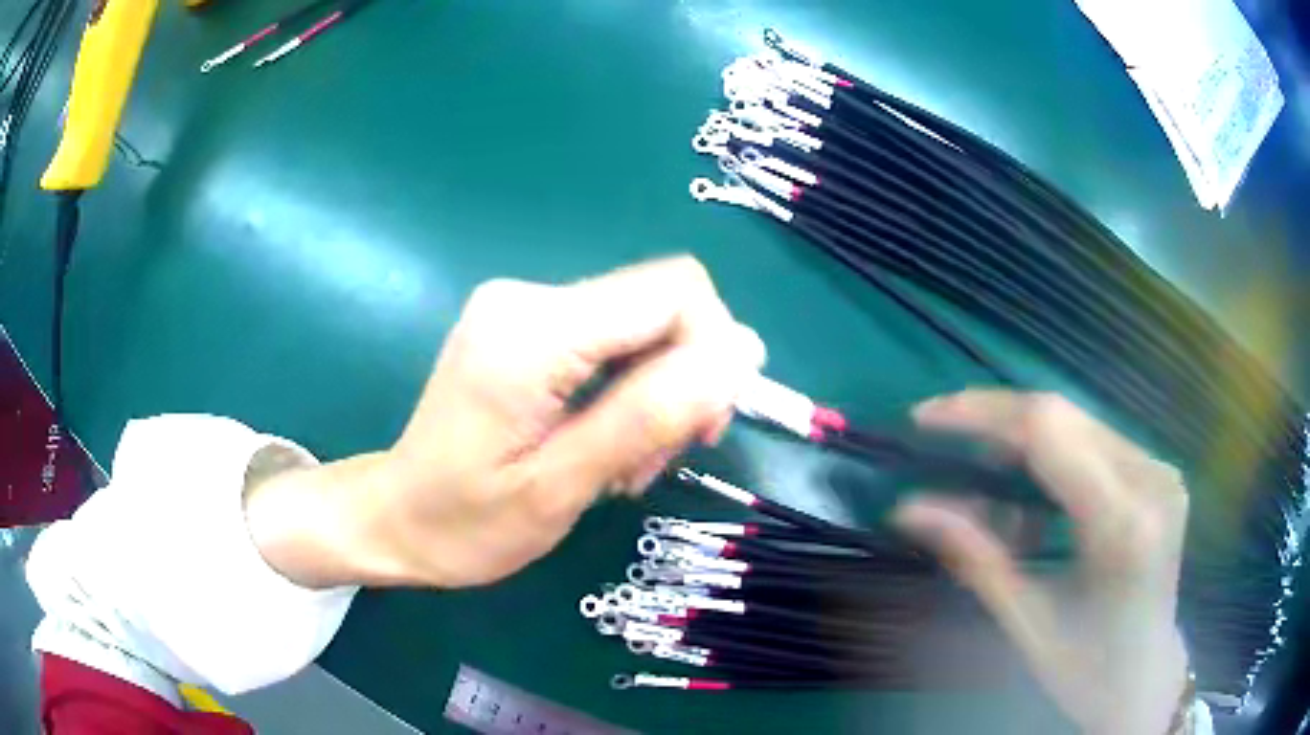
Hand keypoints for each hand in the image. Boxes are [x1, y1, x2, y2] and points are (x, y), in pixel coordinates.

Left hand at [245, 257, 764, 589]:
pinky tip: (609, 440)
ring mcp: (524, 306)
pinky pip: (612, 337)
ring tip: (629, 464)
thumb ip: (648, 417)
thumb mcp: (561, 487)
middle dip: (685, 378)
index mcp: (533, 330)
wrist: (397, 517)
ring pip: (643, 324)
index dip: (714, 349)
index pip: (673, 291)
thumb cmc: (467, 523)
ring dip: (658, 392)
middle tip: (663, 457)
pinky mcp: (526, 326)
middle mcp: (529, 297)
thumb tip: (740, 356)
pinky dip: (630, 388)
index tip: (704, 428)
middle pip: (661, 303)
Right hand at [894, 390, 1189, 734]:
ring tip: (981, 473)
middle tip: (941, 436)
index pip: (1047, 432)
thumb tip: (907, 508)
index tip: (923, 418)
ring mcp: (1160, 469)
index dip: (980, 413)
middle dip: (993, 418)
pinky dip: (1052, 455)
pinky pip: (1095, 440)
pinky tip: (1031, 493)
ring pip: (1077, 421)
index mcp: (1122, 524)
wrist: (1145, 677)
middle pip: (1062, 414)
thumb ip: (973, 556)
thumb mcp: (1025, 621)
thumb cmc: (1085, 667)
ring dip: (1021, 437)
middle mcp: (1150, 478)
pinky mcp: (1158, 470)